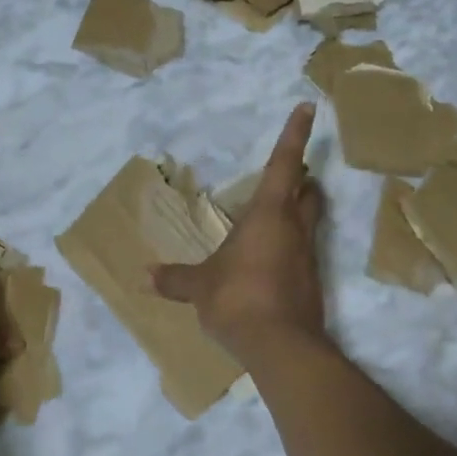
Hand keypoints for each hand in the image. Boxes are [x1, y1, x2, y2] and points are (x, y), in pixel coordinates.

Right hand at [151, 102, 327, 368]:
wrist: (283, 348)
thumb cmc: (238, 298)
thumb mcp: (199, 286)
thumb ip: (175, 278)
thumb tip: (144, 276)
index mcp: (269, 214)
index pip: (284, 164)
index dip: (295, 134)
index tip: (309, 107)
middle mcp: (294, 228)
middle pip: (308, 191)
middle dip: (301, 178)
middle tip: (289, 174)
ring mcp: (308, 256)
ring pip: (310, 221)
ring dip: (297, 211)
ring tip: (271, 217)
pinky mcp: (312, 283)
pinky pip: (301, 252)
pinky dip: (288, 247)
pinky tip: (267, 263)